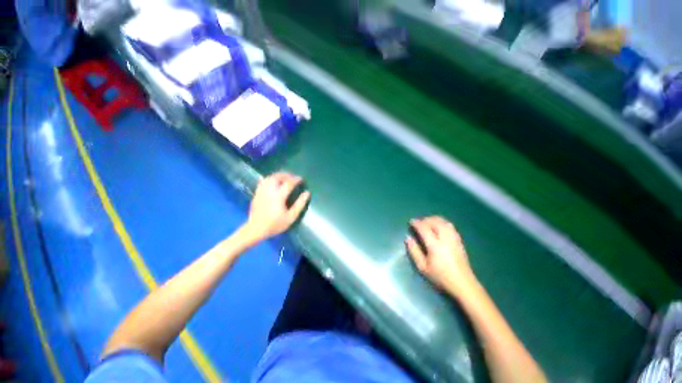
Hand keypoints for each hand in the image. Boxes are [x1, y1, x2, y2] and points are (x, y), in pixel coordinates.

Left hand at [244, 173, 310, 241]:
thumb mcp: (291, 217)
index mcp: (278, 196)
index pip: (289, 183)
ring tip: (285, 178)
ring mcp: (262, 191)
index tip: (301, 179)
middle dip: (287, 175)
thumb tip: (307, 193)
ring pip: (270, 177)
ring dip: (278, 175)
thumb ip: (300, 204)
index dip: (296, 179)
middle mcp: (269, 190)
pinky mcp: (257, 193)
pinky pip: (264, 181)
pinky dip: (271, 179)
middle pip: (278, 177)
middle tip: (293, 177)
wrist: (255, 229)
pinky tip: (273, 181)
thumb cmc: (275, 224)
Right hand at [406, 216, 476, 296]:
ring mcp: (454, 239)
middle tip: (419, 223)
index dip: (417, 223)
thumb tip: (408, 238)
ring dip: (434, 220)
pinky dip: (442, 223)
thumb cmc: (441, 277)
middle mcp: (445, 239)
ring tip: (428, 223)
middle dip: (425, 220)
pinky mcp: (459, 241)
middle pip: (435, 222)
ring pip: (444, 222)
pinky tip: (439, 228)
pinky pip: (450, 226)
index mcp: (435, 245)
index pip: (424, 228)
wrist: (463, 284)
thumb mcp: (422, 267)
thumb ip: (414, 251)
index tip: (411, 222)